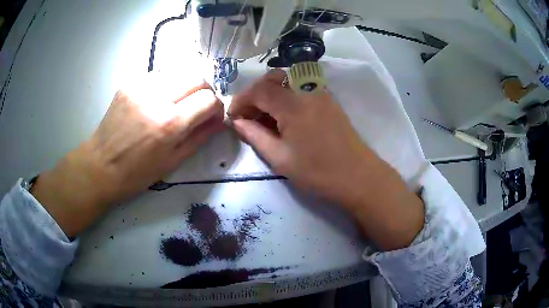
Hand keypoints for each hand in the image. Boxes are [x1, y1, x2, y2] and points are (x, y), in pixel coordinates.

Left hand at [31, 73, 224, 236]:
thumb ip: (200, 137)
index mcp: (170, 124)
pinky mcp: (129, 83)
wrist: (100, 165)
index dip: (216, 107)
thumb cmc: (137, 173)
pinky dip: (166, 85)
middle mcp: (157, 98)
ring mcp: (141, 87)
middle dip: (204, 92)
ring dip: (185, 87)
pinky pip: (159, 76)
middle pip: (197, 78)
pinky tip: (157, 101)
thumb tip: (220, 120)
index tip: (211, 116)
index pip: (209, 99)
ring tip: (176, 103)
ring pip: (179, 72)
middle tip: (197, 107)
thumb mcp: (173, 162)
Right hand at [229, 70, 423, 249]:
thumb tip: (237, 122)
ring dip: (271, 94)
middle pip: (273, 79)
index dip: (241, 100)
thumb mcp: (280, 158)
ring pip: (288, 82)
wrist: (358, 176)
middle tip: (248, 116)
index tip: (232, 116)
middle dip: (255, 93)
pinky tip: (285, 117)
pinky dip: (287, 97)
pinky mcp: (329, 100)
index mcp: (293, 105)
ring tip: (265, 119)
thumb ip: (255, 136)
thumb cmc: (317, 172)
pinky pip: (301, 89)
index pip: (259, 90)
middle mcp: (307, 91)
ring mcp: (321, 93)